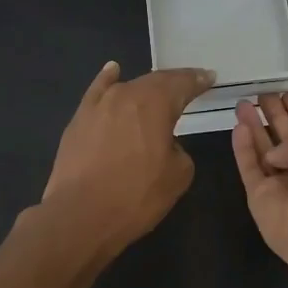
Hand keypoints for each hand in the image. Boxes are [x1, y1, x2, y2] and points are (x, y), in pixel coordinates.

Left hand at [42, 61, 215, 255]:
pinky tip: (113, 71)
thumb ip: (179, 150)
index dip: (198, 81)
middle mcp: (127, 95)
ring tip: (158, 88)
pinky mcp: (79, 119)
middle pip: (156, 81)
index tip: (209, 78)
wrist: (81, 215)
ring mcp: (99, 105)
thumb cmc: (136, 197)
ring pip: (128, 87)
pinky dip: (108, 80)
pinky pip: (97, 91)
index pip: (183, 84)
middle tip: (189, 84)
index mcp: (156, 104)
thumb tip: (165, 144)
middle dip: (174, 82)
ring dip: (146, 88)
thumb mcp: (179, 175)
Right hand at [231, 92, 287, 280]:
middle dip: (274, 114)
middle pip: (285, 135)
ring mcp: (282, 181)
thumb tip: (276, 155)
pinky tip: (237, 127)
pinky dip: (242, 148)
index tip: (285, 92)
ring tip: (242, 104)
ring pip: (263, 149)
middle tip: (261, 94)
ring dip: (254, 126)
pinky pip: (249, 167)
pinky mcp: (260, 195)